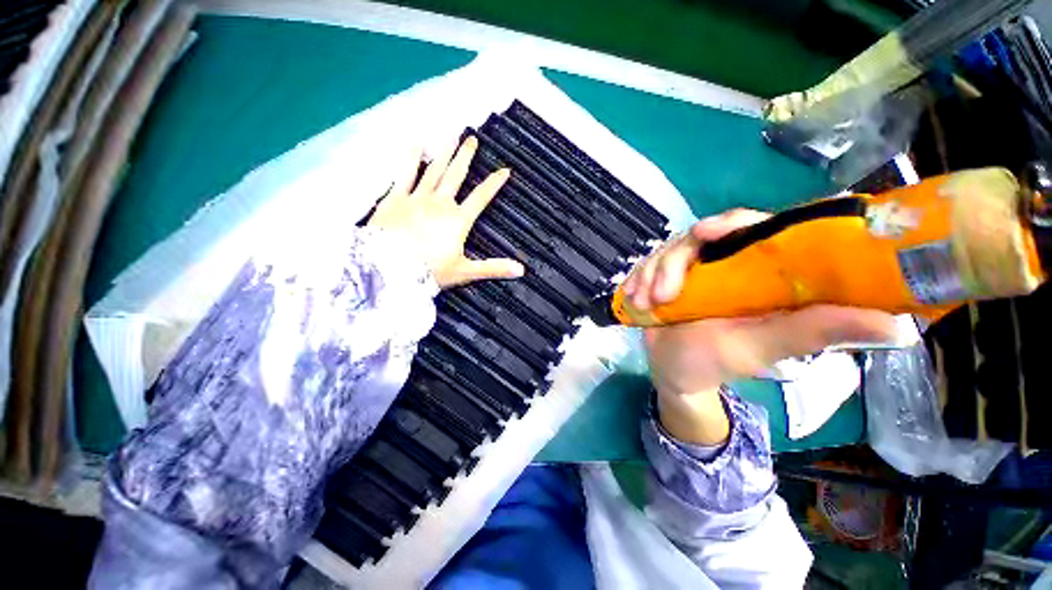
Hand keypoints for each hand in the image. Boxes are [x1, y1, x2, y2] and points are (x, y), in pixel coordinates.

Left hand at [368, 136, 524, 288]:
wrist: (389, 271)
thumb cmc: (430, 272)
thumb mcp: (465, 272)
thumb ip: (494, 268)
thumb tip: (521, 270)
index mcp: (458, 220)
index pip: (481, 197)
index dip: (494, 183)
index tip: (505, 170)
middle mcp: (440, 203)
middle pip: (456, 175)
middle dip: (465, 156)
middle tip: (472, 138)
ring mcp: (416, 198)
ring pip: (433, 170)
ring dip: (443, 152)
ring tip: (450, 134)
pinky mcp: (395, 199)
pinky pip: (404, 174)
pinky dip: (410, 159)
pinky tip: (415, 145)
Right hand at [638, 210, 897, 444]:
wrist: (673, 373)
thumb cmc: (716, 362)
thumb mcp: (761, 348)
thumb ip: (812, 332)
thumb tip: (895, 324)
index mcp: (759, 272)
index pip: (755, 227)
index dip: (733, 221)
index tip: (705, 232)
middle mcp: (726, 263)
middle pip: (700, 236)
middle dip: (674, 262)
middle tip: (661, 293)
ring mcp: (690, 269)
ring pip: (667, 251)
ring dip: (651, 275)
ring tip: (646, 304)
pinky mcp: (663, 276)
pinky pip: (646, 265)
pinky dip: (637, 279)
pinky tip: (634, 299)